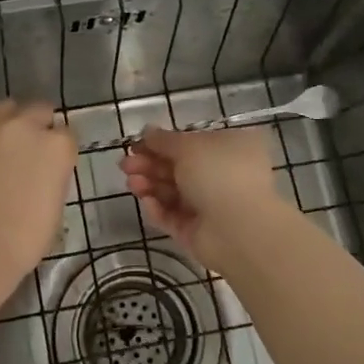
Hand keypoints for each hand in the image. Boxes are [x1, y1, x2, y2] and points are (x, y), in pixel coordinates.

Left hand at [0, 100, 76, 283]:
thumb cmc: (25, 239)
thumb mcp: (55, 203)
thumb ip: (52, 173)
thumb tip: (42, 168)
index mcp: (56, 146)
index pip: (66, 133)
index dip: (59, 148)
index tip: (52, 162)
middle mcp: (24, 126)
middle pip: (37, 110)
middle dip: (36, 125)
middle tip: (28, 151)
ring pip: (3, 110)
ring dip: (6, 124)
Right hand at [119, 126, 286, 269]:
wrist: (239, 229)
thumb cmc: (219, 174)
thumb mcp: (189, 146)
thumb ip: (164, 140)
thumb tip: (147, 131)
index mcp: (231, 149)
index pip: (192, 143)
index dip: (162, 143)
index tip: (137, 145)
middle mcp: (224, 176)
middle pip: (179, 168)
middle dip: (150, 165)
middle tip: (124, 165)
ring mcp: (211, 206)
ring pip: (173, 193)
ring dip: (150, 185)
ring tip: (131, 183)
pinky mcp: (198, 232)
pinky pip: (173, 217)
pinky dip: (158, 209)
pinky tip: (146, 202)